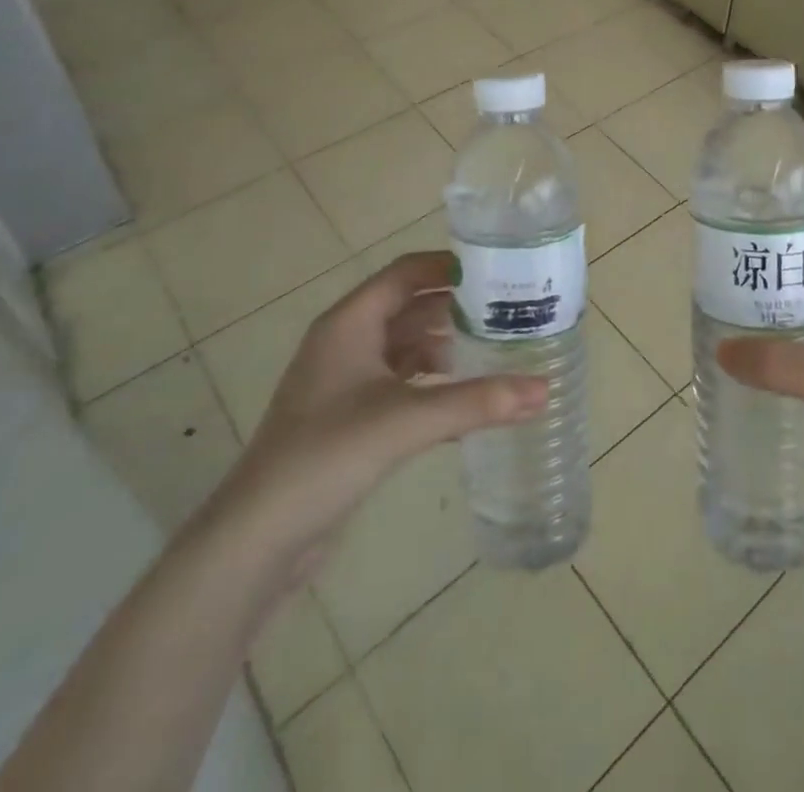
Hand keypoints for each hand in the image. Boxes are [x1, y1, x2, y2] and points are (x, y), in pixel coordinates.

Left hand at [202, 251, 547, 583]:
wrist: (258, 537)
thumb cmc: (326, 455)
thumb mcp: (406, 421)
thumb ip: (476, 403)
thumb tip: (544, 390)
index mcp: (350, 323)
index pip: (405, 273)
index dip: (448, 266)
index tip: (497, 270)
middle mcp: (346, 342)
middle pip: (408, 307)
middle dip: (455, 307)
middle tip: (508, 311)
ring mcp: (345, 381)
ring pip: (405, 346)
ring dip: (445, 345)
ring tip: (496, 349)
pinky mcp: (349, 416)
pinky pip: (400, 382)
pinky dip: (431, 382)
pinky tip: (465, 399)